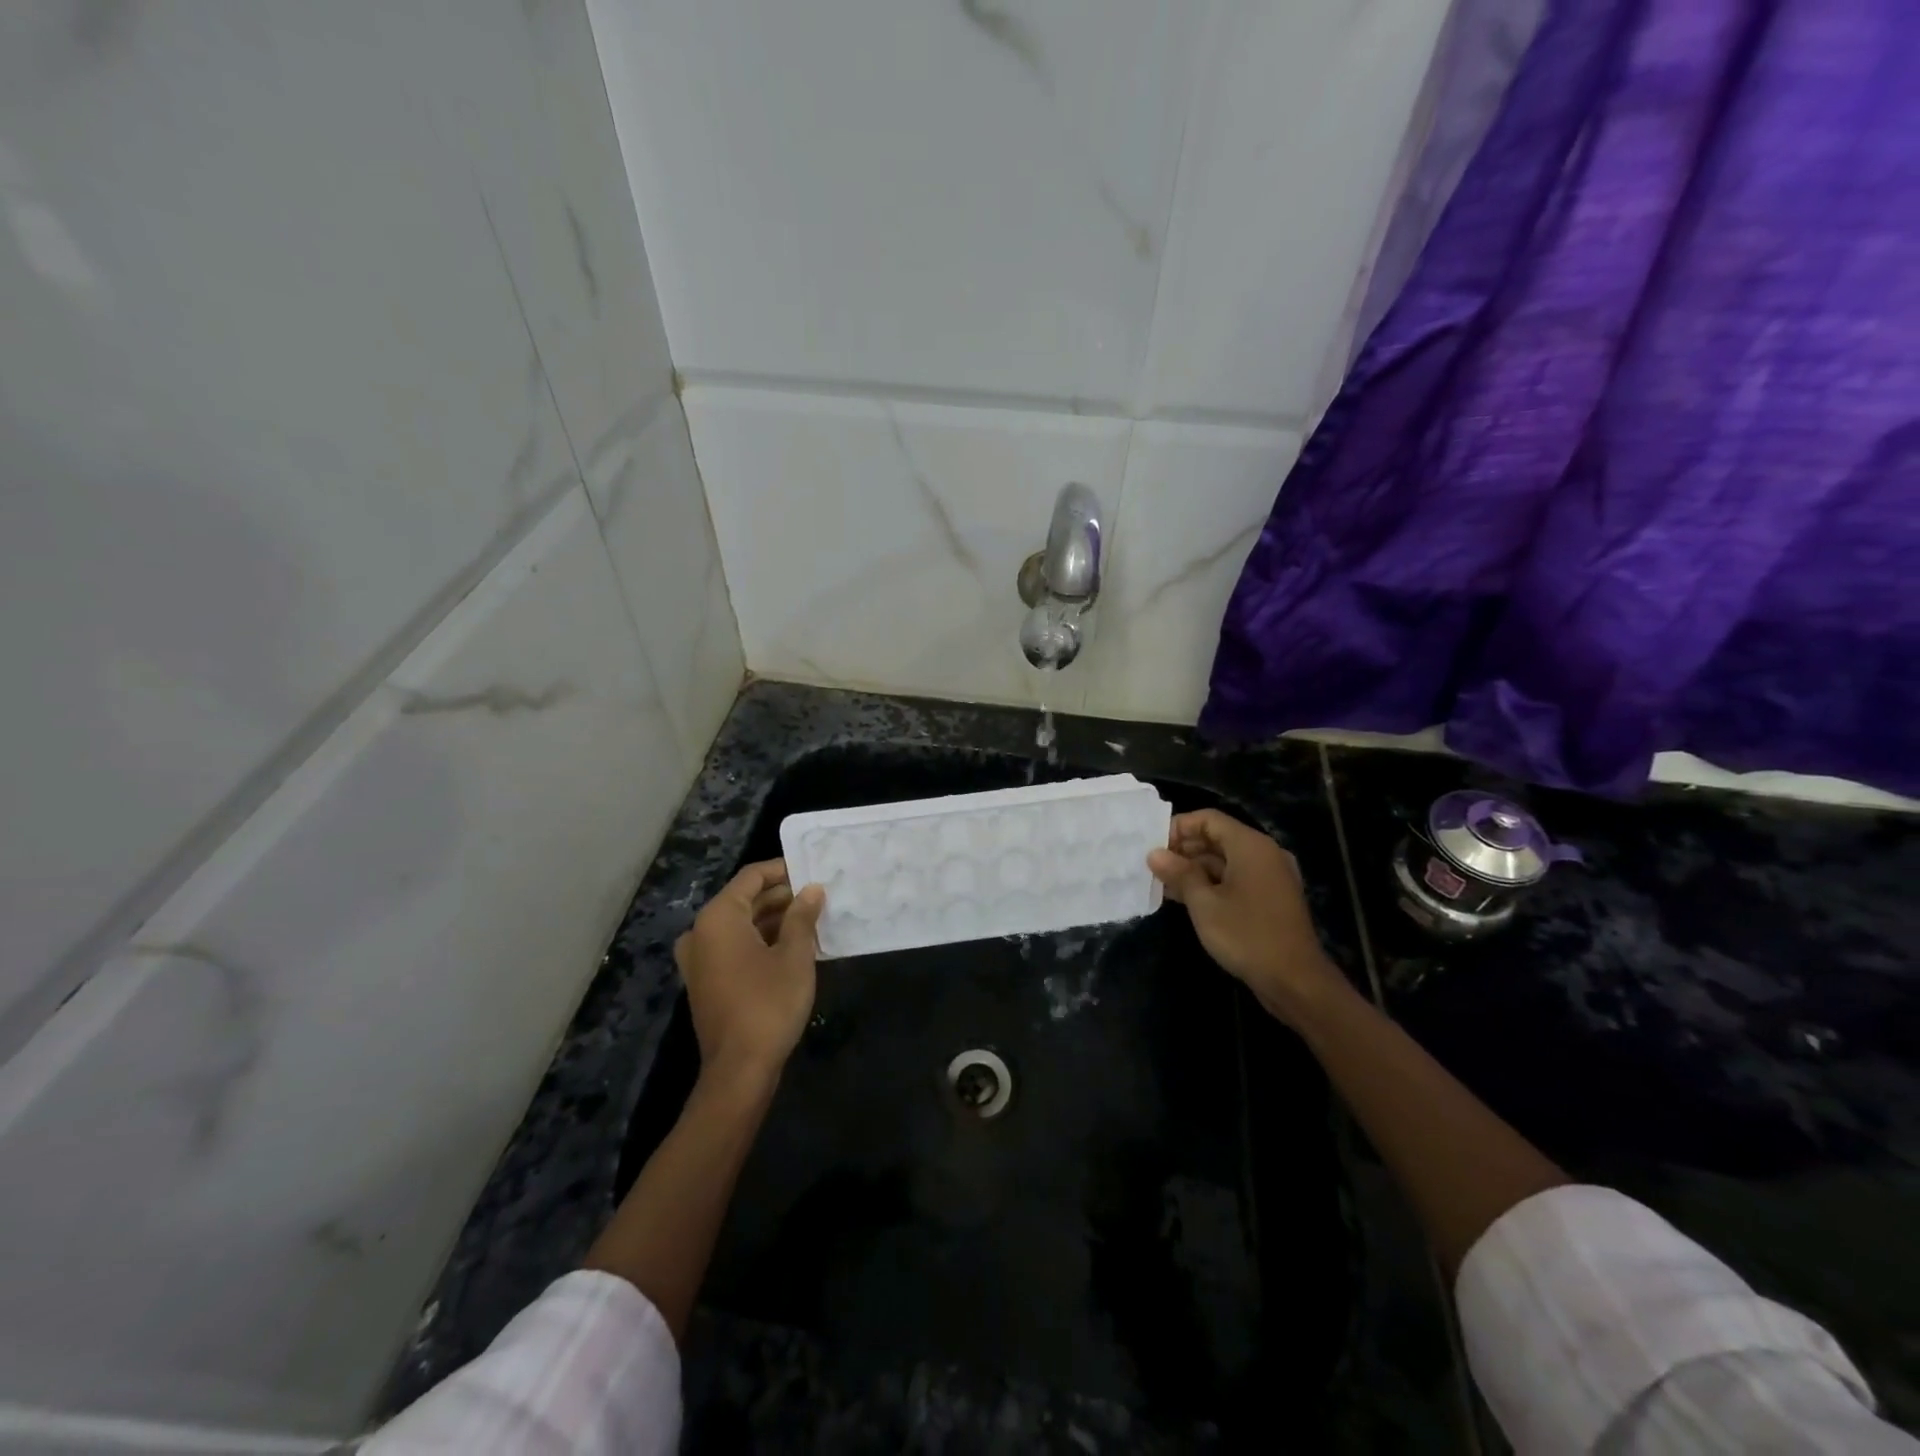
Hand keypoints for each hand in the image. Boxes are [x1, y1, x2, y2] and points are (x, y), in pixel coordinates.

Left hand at [676, 859, 825, 1088]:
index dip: (782, 870)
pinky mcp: (705, 981)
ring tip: (811, 920)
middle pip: (743, 900)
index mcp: (718, 918)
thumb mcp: (794, 955)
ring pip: (739, 925)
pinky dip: (759, 941)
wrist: (739, 1069)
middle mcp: (701, 932)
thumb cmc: (769, 1003)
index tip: (811, 871)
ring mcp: (699, 959)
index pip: (751, 877)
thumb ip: (802, 916)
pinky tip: (791, 947)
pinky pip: (733, 947)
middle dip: (781, 897)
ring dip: (773, 920)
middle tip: (817, 897)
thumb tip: (812, 889)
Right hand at [1148, 810, 1347, 1023]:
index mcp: (1251, 846)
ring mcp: (1271, 877)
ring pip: (1226, 860)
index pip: (1208, 819)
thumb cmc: (1246, 935)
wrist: (1295, 981)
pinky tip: (1187, 899)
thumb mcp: (1204, 903)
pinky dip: (1212, 884)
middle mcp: (1264, 853)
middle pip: (1218, 838)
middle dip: (1184, 850)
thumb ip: (1179, 873)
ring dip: (1195, 869)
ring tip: (1163, 884)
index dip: (1178, 827)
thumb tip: (1154, 854)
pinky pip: (1237, 879)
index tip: (1153, 846)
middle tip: (1154, 867)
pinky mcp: (1272, 898)